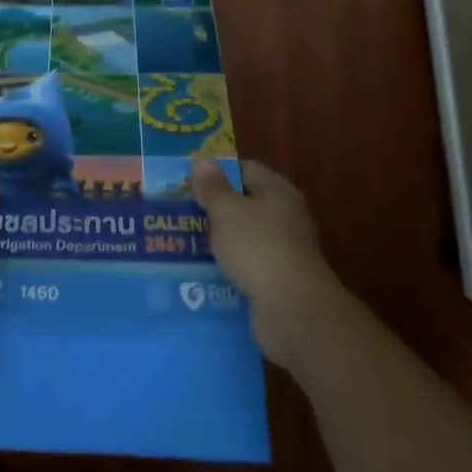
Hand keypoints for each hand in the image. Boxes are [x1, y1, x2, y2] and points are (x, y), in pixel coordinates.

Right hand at [191, 158, 344, 368]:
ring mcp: (282, 252)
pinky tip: (200, 274)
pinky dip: (226, 270)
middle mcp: (284, 217)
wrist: (294, 313)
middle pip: (242, 205)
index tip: (187, 181)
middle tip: (178, 213)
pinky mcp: (276, 283)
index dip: (216, 172)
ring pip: (241, 239)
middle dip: (212, 210)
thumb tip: (201, 158)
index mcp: (277, 191)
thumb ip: (212, 186)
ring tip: (181, 244)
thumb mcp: (227, 211)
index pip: (244, 170)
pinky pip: (245, 268)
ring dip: (217, 243)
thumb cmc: (259, 248)